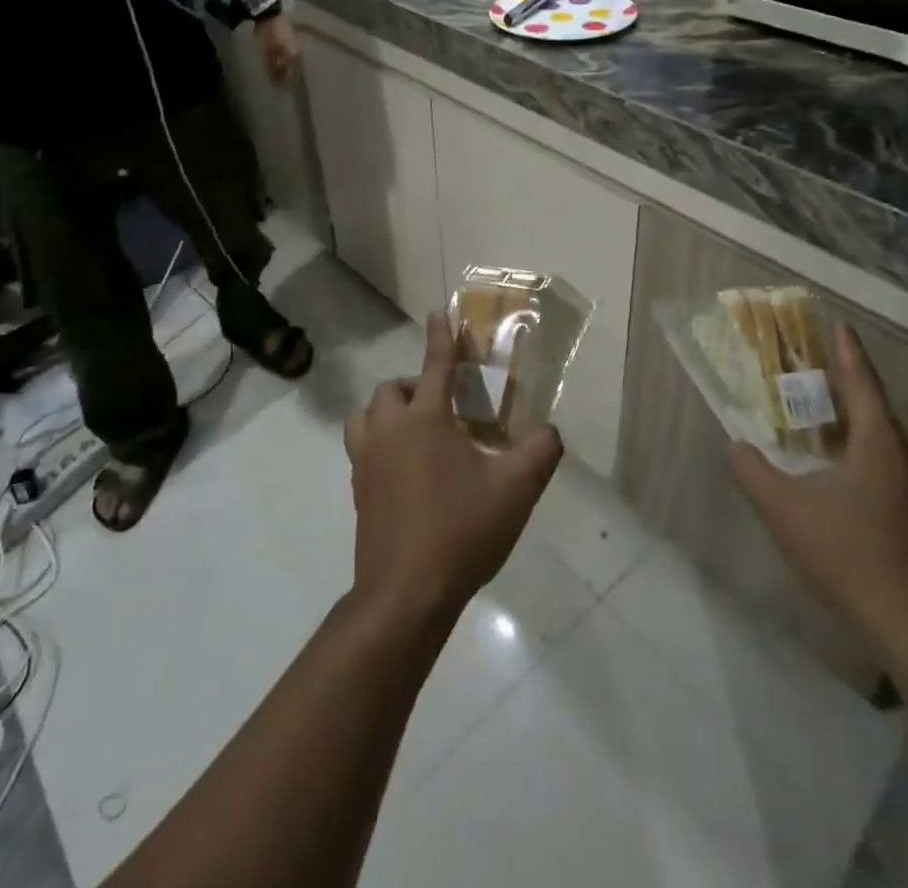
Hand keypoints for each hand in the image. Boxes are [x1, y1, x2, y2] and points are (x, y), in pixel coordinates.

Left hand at [254, 15, 300, 85]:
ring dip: (288, 68)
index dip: (284, 83)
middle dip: (288, 76)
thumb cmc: (267, 36)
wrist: (269, 14)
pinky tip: (282, 60)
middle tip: (280, 82)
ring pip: (294, 61)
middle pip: (294, 69)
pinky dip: (287, 60)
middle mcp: (299, 53)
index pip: (291, 76)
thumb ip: (272, 69)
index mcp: (293, 58)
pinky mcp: (293, 39)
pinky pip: (291, 54)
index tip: (279, 89)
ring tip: (281, 72)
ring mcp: (297, 45)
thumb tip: (275, 83)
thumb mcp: (266, 54)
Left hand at [344, 311, 563, 630]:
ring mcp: (366, 462)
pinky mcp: (358, 491)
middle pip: (392, 389)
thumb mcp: (516, 490)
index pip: (435, 365)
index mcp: (425, 420)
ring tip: (417, 431)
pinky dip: (381, 443)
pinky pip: (363, 449)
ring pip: (366, 417)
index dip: (441, 336)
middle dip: (415, 385)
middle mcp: (389, 431)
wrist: (406, 595)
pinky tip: (408, 471)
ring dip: (389, 412)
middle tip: (444, 404)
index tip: (439, 312)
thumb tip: (549, 432)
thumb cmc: (461, 531)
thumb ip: (540, 451)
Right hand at [730, 320, 907, 662]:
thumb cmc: (846, 555)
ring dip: (888, 428)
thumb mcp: (783, 511)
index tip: (842, 325)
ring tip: (859, 435)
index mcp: (879, 444)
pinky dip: (903, 460)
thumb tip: (735, 446)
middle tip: (835, 393)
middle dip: (865, 394)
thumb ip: (752, 473)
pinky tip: (883, 485)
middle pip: (892, 410)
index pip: (864, 384)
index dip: (849, 353)